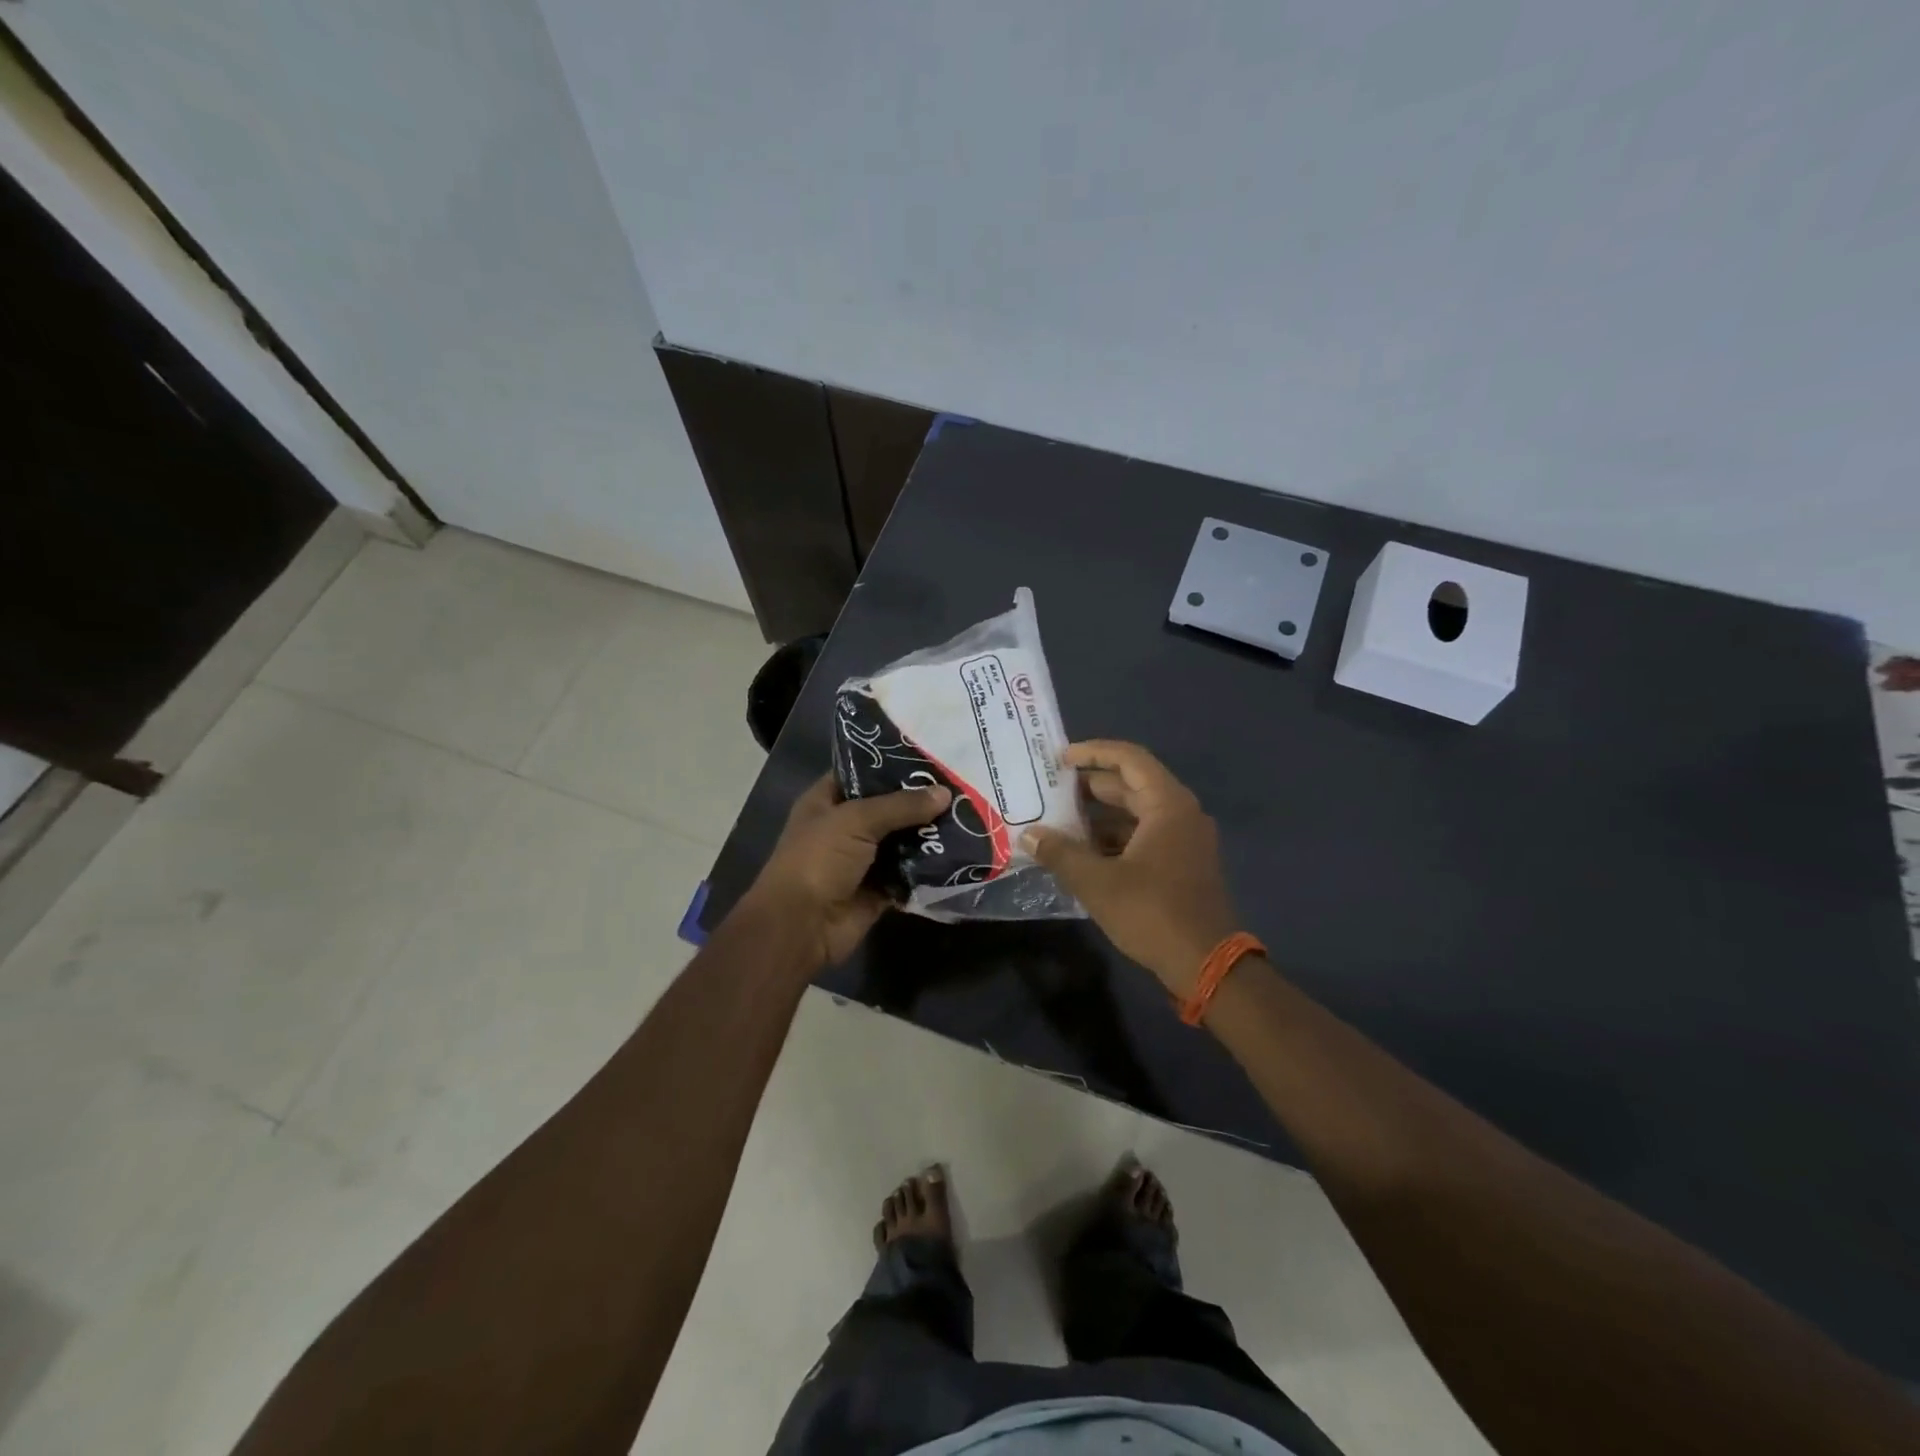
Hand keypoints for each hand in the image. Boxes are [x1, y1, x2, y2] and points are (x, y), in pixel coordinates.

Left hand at [742, 773, 950, 966]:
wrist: (801, 926)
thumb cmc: (818, 859)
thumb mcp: (857, 820)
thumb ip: (901, 805)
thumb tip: (945, 793)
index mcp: (827, 801)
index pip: (862, 773)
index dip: (892, 765)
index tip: (931, 759)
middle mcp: (845, 828)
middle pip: (889, 808)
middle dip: (920, 802)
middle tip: (960, 788)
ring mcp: (862, 861)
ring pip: (903, 841)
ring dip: (929, 835)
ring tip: (967, 817)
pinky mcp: (879, 890)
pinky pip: (910, 874)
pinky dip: (929, 868)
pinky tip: (959, 853)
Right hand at [1022, 741, 1240, 994]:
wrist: (1206, 964)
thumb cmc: (1152, 913)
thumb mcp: (1097, 883)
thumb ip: (1060, 853)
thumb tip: (1029, 835)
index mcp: (1167, 805)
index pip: (1129, 759)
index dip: (1093, 752)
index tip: (1060, 758)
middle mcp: (1181, 813)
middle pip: (1133, 784)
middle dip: (1091, 786)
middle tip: (1052, 790)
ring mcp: (1185, 839)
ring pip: (1137, 813)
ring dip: (1100, 816)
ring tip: (1060, 823)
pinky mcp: (1183, 863)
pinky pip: (1145, 836)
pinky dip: (1115, 838)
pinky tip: (1084, 853)